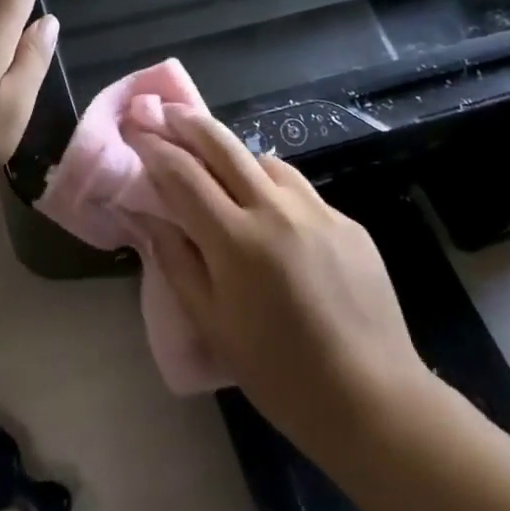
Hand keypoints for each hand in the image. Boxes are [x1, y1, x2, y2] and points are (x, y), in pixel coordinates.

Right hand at [122, 104, 435, 452]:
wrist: (372, 399)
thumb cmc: (278, 372)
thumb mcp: (211, 322)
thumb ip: (175, 260)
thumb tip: (148, 214)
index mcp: (235, 239)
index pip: (183, 173)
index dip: (155, 148)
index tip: (137, 131)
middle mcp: (276, 210)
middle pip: (224, 145)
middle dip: (189, 123)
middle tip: (168, 112)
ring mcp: (318, 211)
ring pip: (265, 160)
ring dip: (234, 154)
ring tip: (219, 165)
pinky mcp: (347, 222)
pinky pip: (300, 190)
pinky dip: (273, 189)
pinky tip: (271, 214)